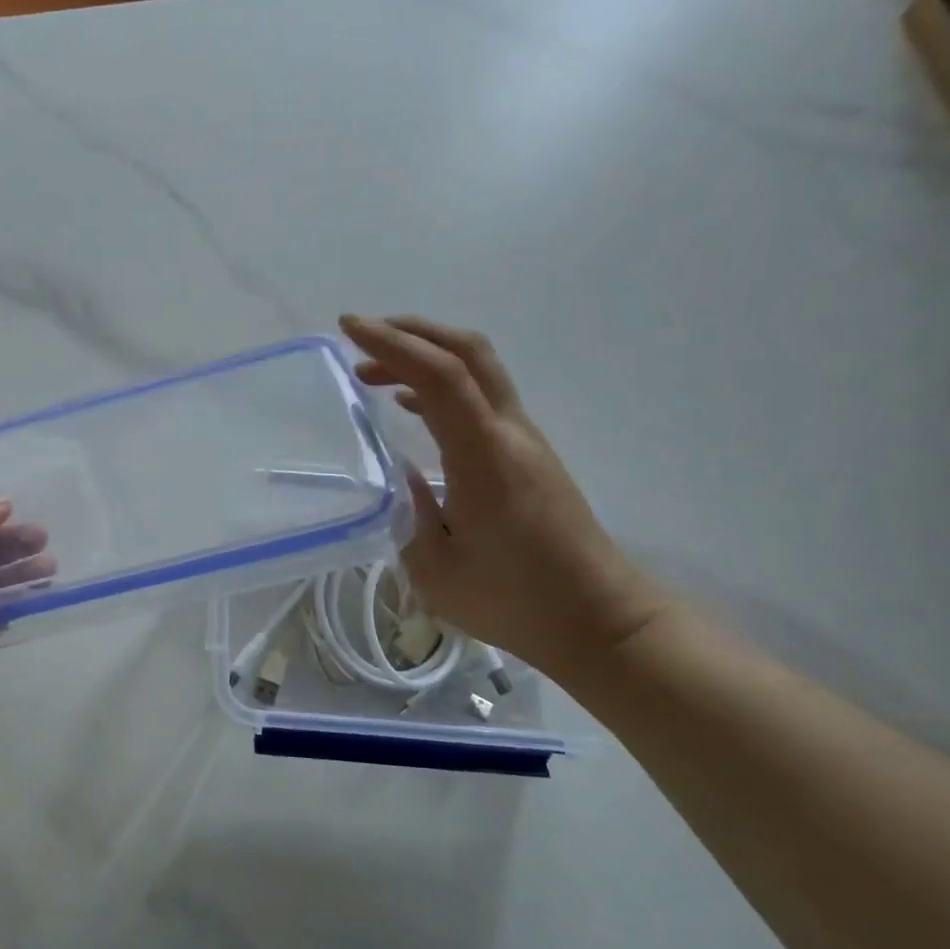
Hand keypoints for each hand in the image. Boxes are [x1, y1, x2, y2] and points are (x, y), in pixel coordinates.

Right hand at [340, 315, 668, 679]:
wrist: (601, 620)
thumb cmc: (515, 601)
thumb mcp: (435, 569)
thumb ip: (408, 513)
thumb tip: (399, 474)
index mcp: (483, 456)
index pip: (439, 375)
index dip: (392, 343)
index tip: (348, 328)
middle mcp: (510, 434)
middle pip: (468, 351)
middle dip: (412, 331)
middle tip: (361, 337)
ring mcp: (526, 441)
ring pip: (478, 370)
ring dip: (425, 358)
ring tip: (373, 375)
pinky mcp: (530, 455)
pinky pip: (482, 399)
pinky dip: (441, 387)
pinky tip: (411, 408)